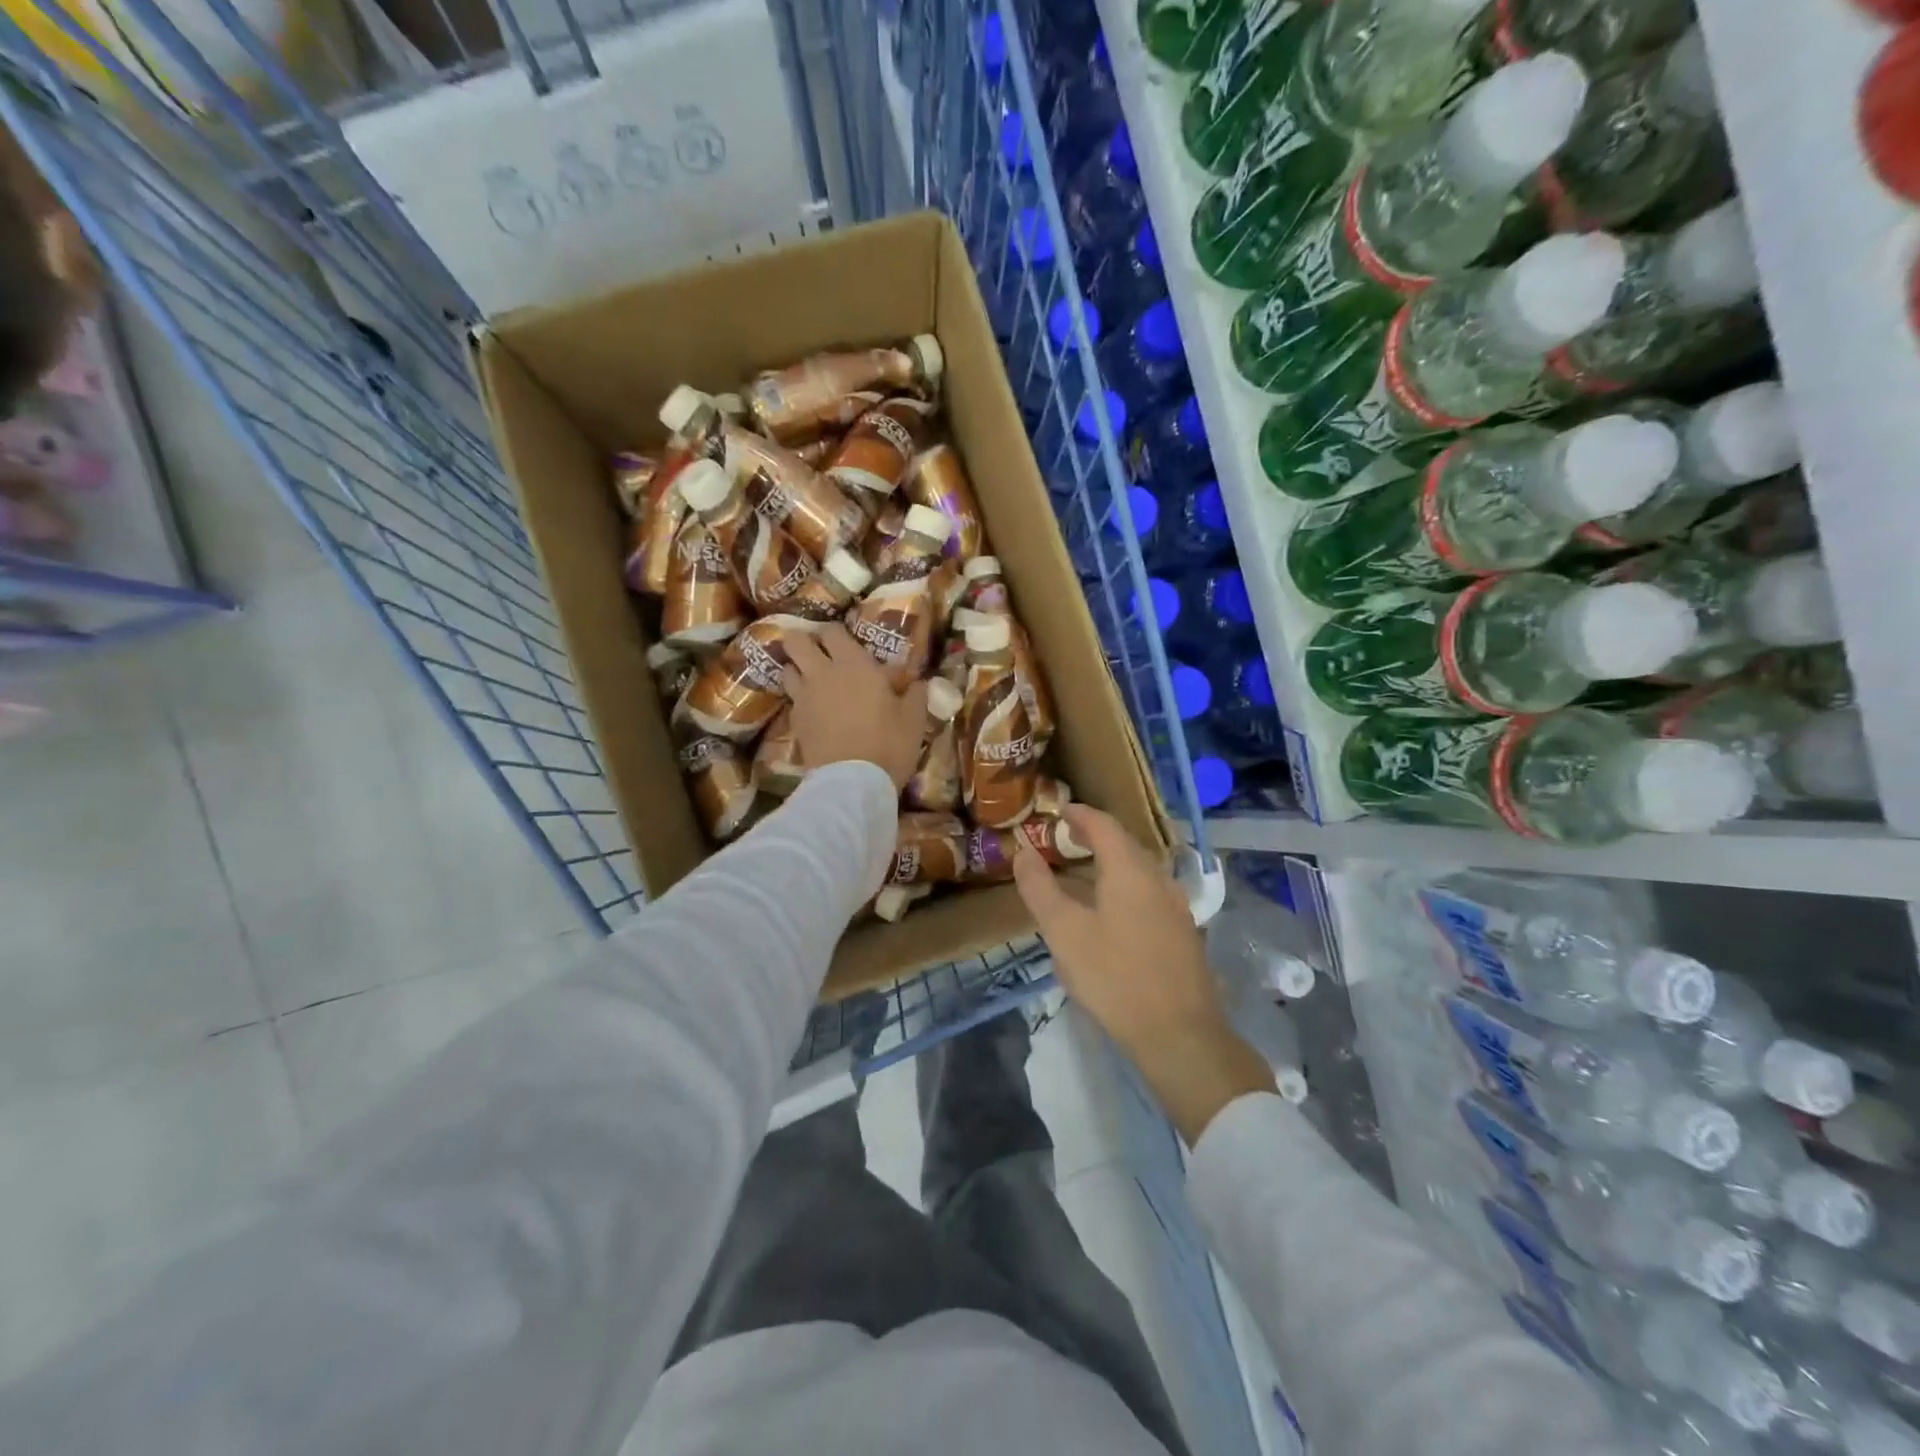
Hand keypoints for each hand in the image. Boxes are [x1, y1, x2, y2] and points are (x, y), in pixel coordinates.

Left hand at [784, 623, 928, 792]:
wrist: (853, 783)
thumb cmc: (889, 744)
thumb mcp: (914, 718)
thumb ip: (915, 693)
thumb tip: (917, 682)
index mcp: (854, 664)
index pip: (832, 631)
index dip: (835, 633)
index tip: (845, 643)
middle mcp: (822, 673)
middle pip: (795, 641)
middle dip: (802, 641)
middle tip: (819, 653)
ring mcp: (804, 697)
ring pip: (787, 669)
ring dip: (797, 670)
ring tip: (812, 681)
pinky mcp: (795, 722)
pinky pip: (792, 700)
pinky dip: (800, 700)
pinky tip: (814, 712)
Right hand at [1012, 805, 1274, 1143]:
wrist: (1179, 1034)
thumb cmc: (1114, 977)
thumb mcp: (1064, 932)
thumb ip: (1040, 888)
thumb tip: (1023, 852)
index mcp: (1130, 870)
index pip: (1104, 825)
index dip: (1080, 815)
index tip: (1058, 811)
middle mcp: (1158, 879)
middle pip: (1126, 844)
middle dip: (1096, 836)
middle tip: (1066, 838)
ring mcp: (1176, 906)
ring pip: (1140, 869)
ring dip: (1112, 861)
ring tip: (1084, 871)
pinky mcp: (1182, 932)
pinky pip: (1149, 892)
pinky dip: (1125, 885)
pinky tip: (1111, 909)